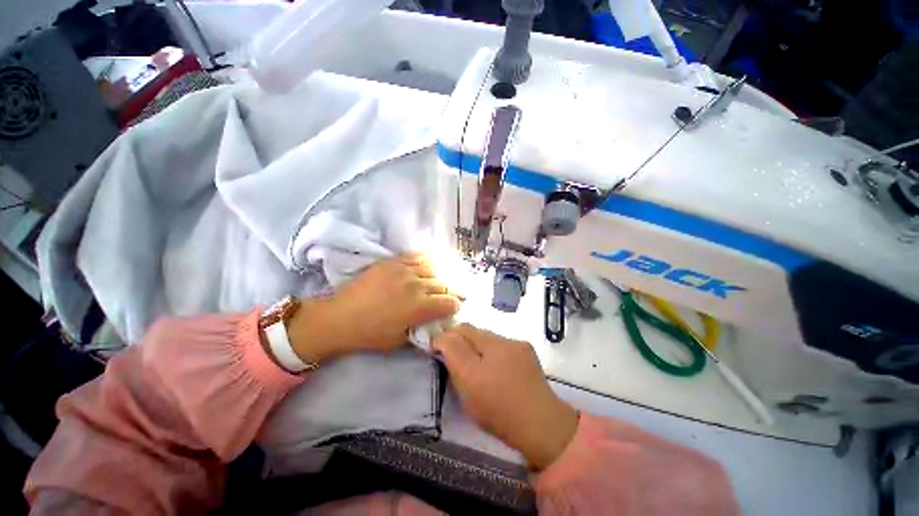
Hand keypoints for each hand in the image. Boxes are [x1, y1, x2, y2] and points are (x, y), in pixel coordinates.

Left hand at [288, 254, 461, 362]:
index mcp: (418, 307)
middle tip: (456, 294)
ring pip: (433, 269)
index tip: (455, 308)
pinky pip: (417, 257)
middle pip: (444, 285)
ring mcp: (404, 270)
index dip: (455, 306)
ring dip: (441, 277)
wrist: (340, 317)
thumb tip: (436, 323)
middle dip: (453, 291)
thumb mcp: (400, 341)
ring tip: (443, 281)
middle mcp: (415, 285)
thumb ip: (421, 329)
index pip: (448, 302)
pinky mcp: (392, 262)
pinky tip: (430, 266)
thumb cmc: (370, 334)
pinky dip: (427, 261)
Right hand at [433, 324, 577, 469]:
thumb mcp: (468, 392)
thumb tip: (443, 340)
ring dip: (475, 342)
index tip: (436, 346)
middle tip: (453, 352)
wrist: (541, 424)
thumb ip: (453, 360)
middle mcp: (500, 343)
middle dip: (458, 337)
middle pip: (471, 330)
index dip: (444, 336)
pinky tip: (496, 363)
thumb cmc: (499, 413)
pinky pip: (499, 341)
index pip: (457, 333)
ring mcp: (515, 343)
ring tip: (476, 360)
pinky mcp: (525, 347)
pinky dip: (491, 347)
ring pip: (485, 335)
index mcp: (483, 356)